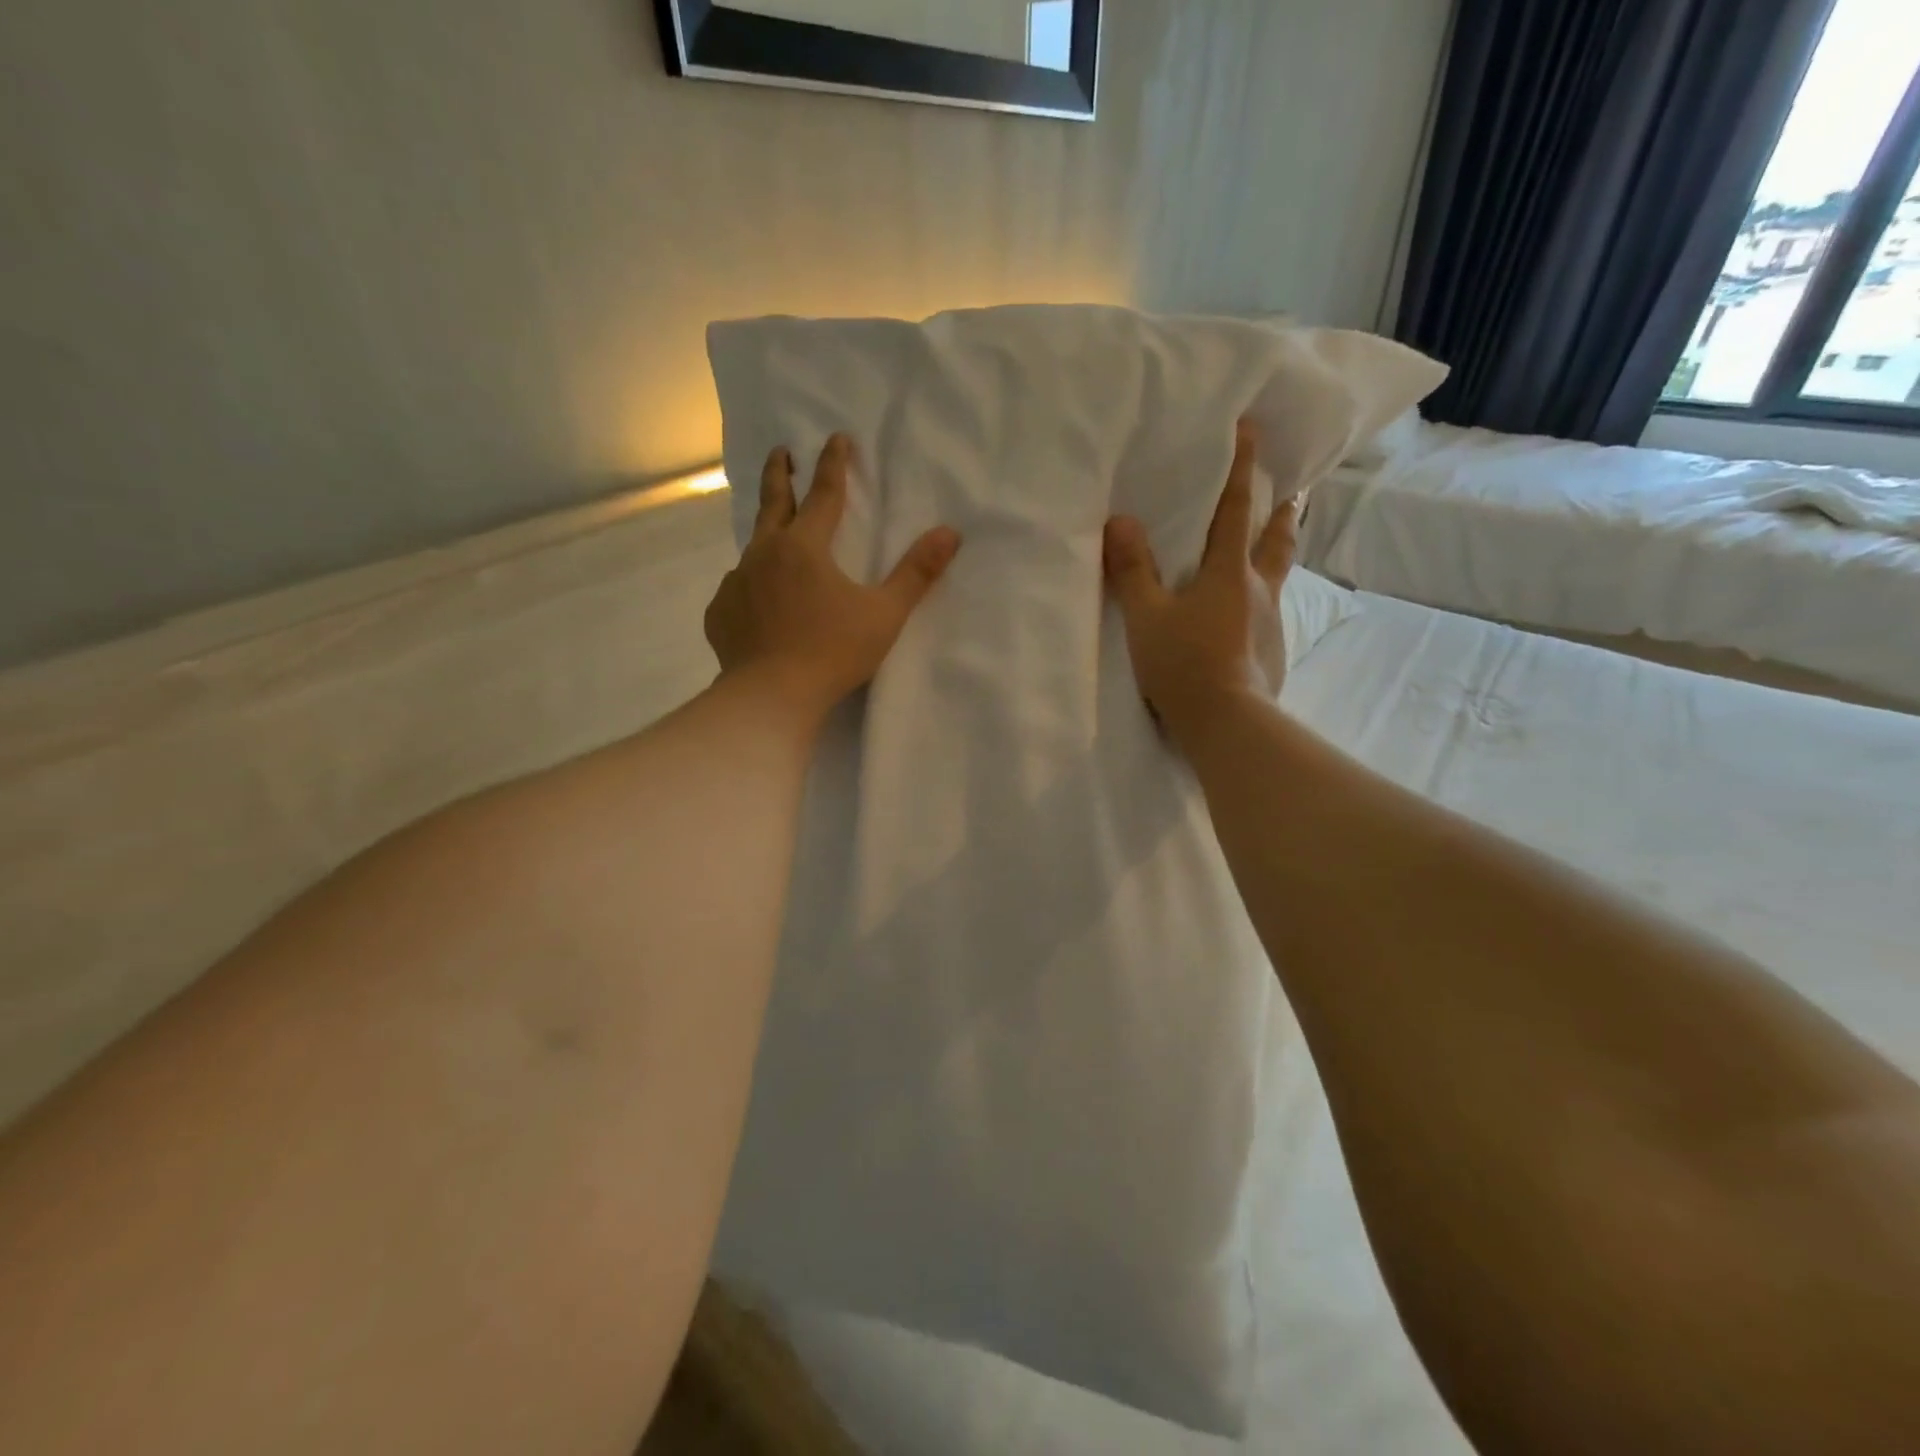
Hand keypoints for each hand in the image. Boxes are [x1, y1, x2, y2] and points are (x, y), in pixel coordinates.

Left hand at [704, 435, 961, 722]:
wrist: (771, 696)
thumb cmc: (833, 652)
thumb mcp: (884, 614)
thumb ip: (916, 573)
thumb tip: (950, 533)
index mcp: (805, 547)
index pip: (824, 494)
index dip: (833, 464)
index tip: (836, 438)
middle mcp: (765, 554)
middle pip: (773, 503)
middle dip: (781, 473)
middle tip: (781, 451)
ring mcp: (737, 583)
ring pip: (752, 548)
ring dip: (765, 535)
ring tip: (773, 539)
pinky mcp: (720, 613)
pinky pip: (738, 589)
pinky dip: (750, 586)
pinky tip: (757, 603)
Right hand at [1103, 419, 1299, 748]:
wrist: (1227, 724)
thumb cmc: (1184, 664)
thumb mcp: (1146, 617)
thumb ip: (1132, 570)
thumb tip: (1120, 521)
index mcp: (1228, 574)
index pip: (1235, 510)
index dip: (1241, 469)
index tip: (1251, 430)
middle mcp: (1259, 591)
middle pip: (1275, 540)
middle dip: (1282, 511)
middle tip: (1294, 491)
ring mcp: (1271, 624)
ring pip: (1278, 578)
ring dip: (1279, 554)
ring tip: (1278, 546)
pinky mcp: (1272, 655)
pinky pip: (1269, 616)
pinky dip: (1264, 602)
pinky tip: (1254, 616)